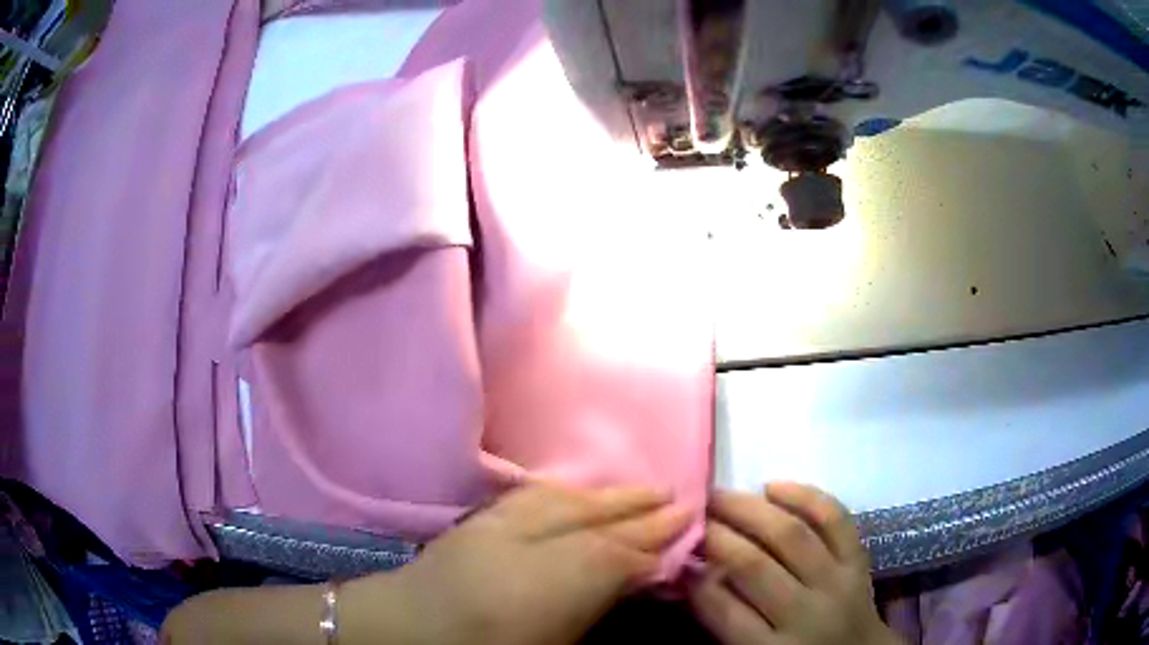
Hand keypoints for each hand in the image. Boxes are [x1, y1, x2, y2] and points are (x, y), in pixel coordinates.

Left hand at [341, 484, 691, 644]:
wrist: (403, 629)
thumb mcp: (553, 642)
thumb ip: (595, 608)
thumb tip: (632, 582)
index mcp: (555, 583)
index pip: (619, 555)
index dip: (654, 544)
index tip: (686, 529)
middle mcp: (533, 544)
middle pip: (597, 522)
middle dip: (640, 511)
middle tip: (677, 499)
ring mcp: (501, 526)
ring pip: (567, 501)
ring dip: (607, 495)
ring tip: (641, 488)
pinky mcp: (477, 520)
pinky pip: (531, 497)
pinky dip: (564, 491)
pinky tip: (578, 489)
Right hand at [688, 484, 899, 644]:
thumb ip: (724, 620)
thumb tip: (692, 575)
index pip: (724, 609)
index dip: (694, 578)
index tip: (676, 552)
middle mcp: (805, 612)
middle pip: (754, 565)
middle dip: (716, 535)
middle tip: (690, 515)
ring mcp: (837, 581)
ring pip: (791, 535)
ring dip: (750, 510)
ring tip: (719, 495)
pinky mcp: (858, 559)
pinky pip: (835, 519)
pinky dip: (806, 497)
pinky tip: (774, 486)